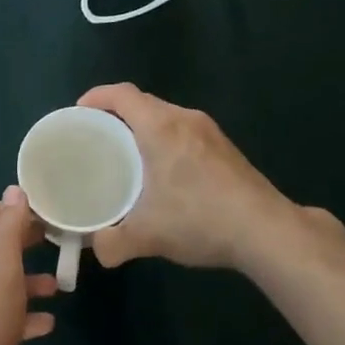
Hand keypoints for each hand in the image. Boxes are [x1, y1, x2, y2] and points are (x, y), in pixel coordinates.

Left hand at [0, 187, 57, 344]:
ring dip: (27, 282)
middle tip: (57, 239)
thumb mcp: (0, 272)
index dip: (10, 209)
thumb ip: (10, 231)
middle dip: (22, 244)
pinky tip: (48, 324)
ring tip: (59, 285)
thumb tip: (15, 189)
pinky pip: (2, 320)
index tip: (45, 208)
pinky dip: (24, 317)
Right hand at [77, 83, 303, 272]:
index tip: (78, 112)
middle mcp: (185, 119)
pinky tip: (164, 171)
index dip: (96, 97)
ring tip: (126, 154)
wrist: (266, 230)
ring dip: (143, 127)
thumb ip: (113, 243)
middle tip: (96, 137)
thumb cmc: (200, 219)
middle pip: (143, 102)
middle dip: (116, 113)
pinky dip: (165, 139)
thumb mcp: (148, 235)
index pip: (122, 94)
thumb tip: (97, 249)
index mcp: (161, 127)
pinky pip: (184, 130)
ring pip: (166, 116)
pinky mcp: (225, 147)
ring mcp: (209, 131)